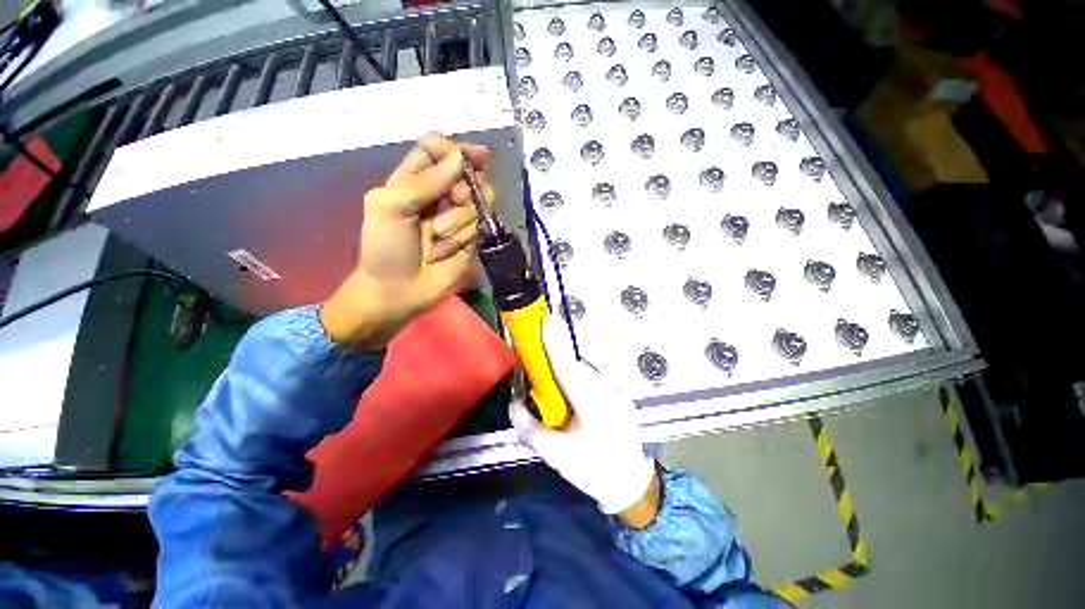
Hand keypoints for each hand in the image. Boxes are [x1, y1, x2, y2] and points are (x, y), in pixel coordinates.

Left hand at [321, 133, 493, 349]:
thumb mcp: (389, 207)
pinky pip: (480, 226)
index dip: (457, 148)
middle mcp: (441, 193)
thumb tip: (460, 158)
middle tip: (453, 201)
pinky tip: (444, 252)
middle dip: (464, 188)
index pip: (440, 148)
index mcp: (415, 178)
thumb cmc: (385, 248)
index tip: (475, 158)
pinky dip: (462, 239)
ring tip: (436, 239)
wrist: (399, 291)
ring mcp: (459, 216)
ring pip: (478, 202)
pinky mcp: (471, 238)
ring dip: (458, 221)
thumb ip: (423, 181)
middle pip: (469, 173)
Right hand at [510, 317, 658, 523]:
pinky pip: (594, 378)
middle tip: (539, 364)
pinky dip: (578, 379)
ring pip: (586, 371)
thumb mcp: (556, 456)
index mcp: (593, 407)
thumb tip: (514, 403)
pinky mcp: (620, 393)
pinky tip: (573, 397)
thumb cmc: (593, 470)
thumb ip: (530, 429)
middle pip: (577, 366)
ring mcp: (618, 391)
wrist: (632, 483)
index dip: (556, 344)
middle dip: (558, 358)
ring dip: (568, 370)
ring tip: (556, 390)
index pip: (569, 369)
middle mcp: (608, 392)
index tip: (547, 320)